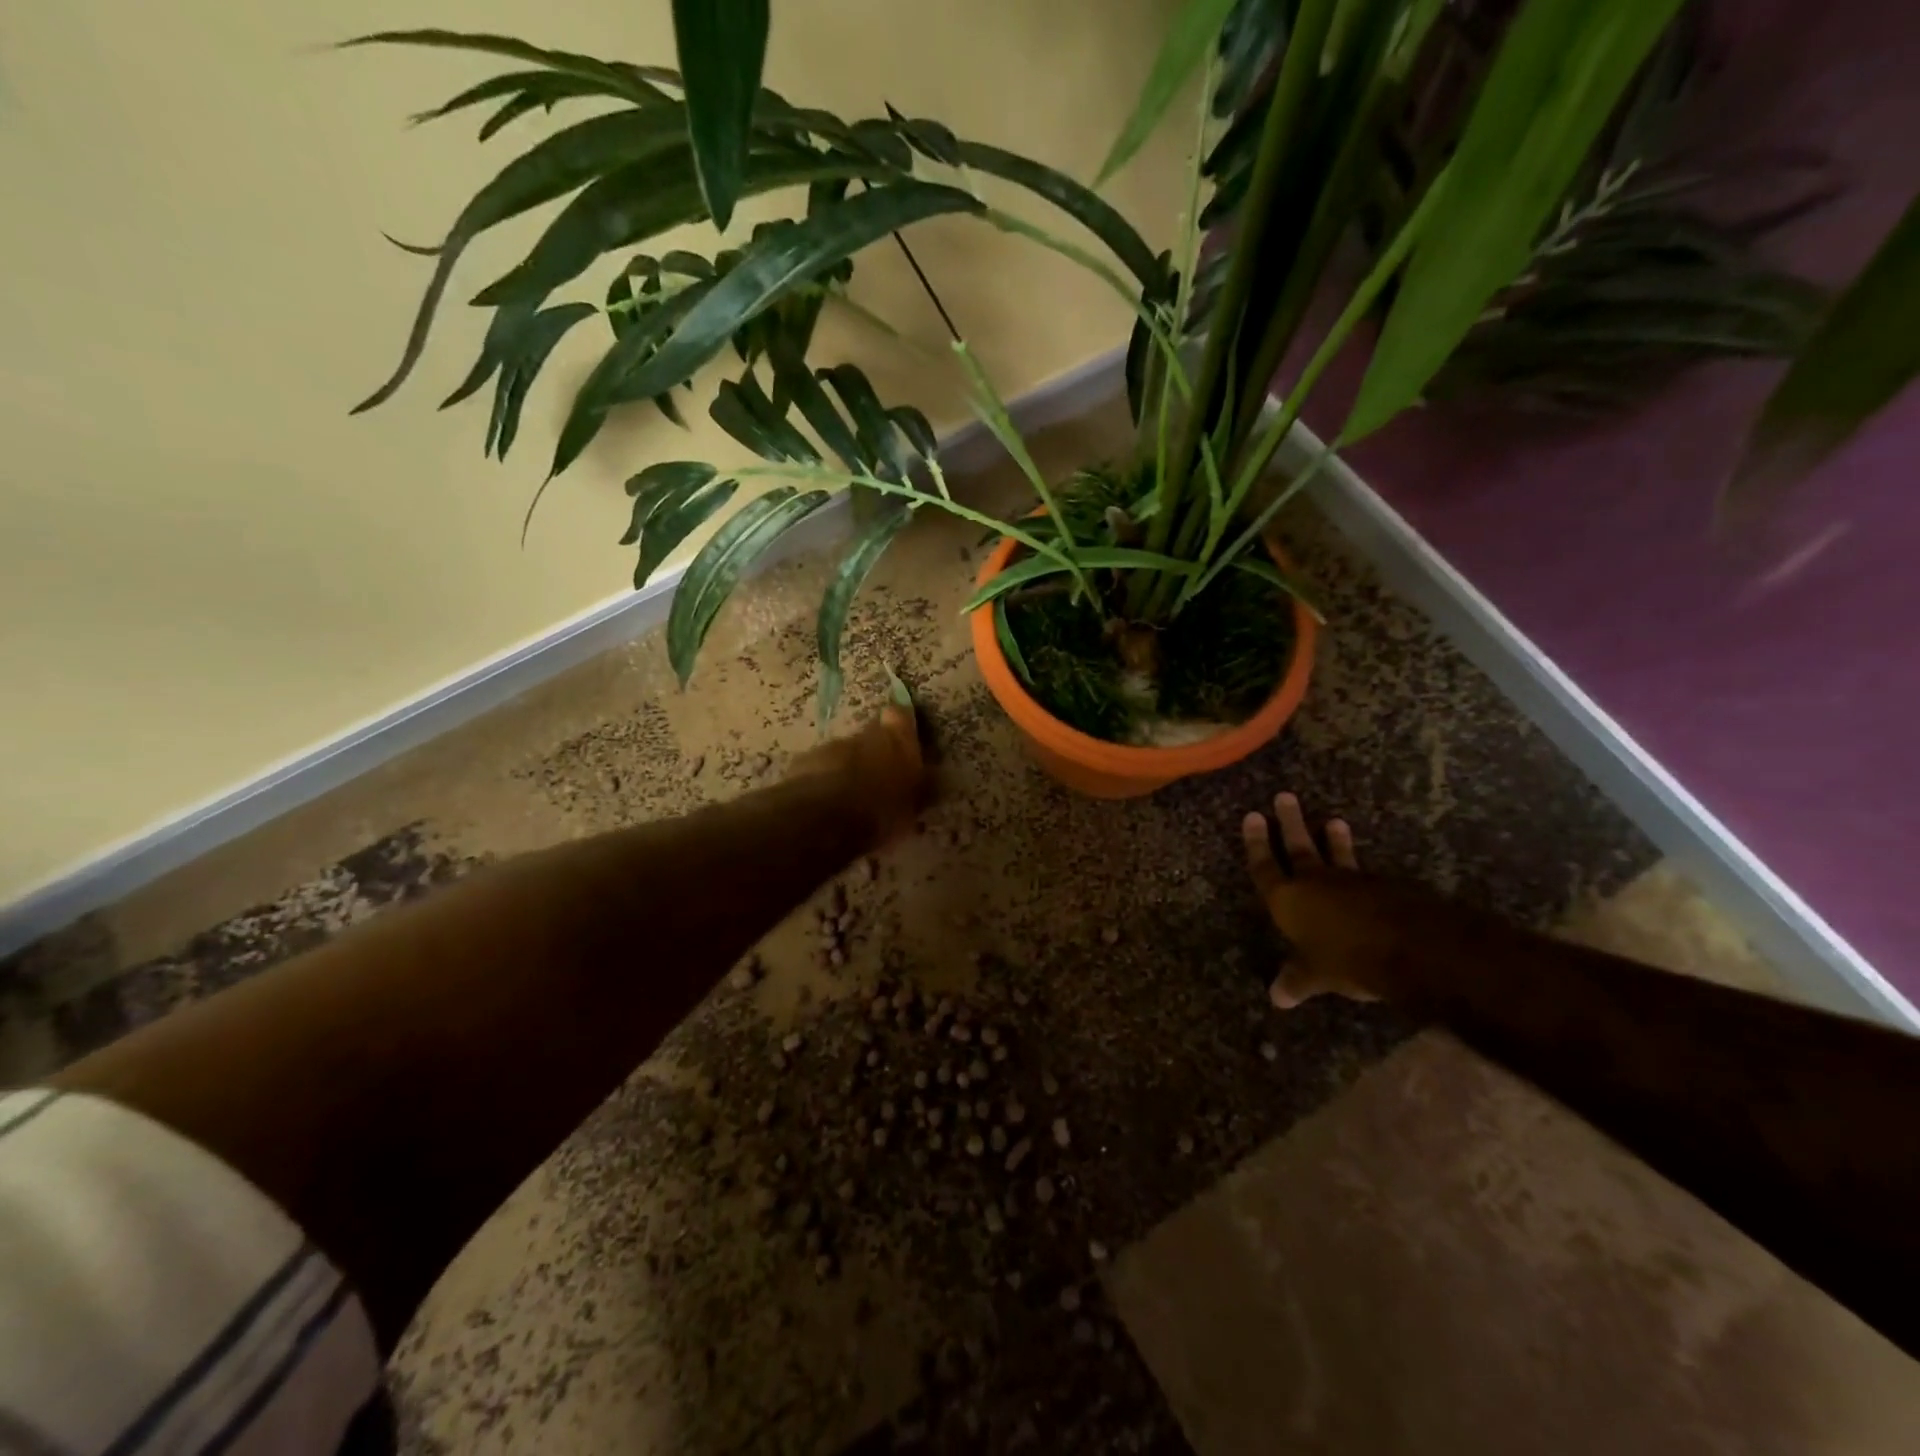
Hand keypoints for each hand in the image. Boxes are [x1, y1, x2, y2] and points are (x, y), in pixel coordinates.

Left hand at [787, 704, 930, 845]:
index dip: (900, 723)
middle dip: (871, 751)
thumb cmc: (880, 811)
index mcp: (895, 740)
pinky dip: (822, 781)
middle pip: (867, 736)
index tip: (903, 735)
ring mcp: (829, 747)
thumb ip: (920, 787)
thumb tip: (934, 778)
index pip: (900, 715)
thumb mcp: (912, 806)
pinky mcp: (801, 763)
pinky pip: (817, 770)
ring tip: (848, 796)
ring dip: (845, 768)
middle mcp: (861, 735)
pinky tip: (824, 805)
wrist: (824, 820)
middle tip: (877, 776)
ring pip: (841, 753)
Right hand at [1242, 792, 1404, 1008]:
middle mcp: (1314, 882)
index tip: (1253, 816)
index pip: (1265, 866)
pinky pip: (1364, 873)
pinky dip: (1359, 867)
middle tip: (1285, 797)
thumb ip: (1296, 980)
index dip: (1257, 843)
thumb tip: (1276, 998)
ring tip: (1333, 822)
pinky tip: (1365, 872)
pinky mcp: (1382, 888)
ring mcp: (1350, 881)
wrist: (1408, 947)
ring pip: (1335, 855)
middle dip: (1289, 823)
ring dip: (1332, 840)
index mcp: (1288, 900)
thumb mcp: (1316, 976)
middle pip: (1298, 848)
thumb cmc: (1346, 959)